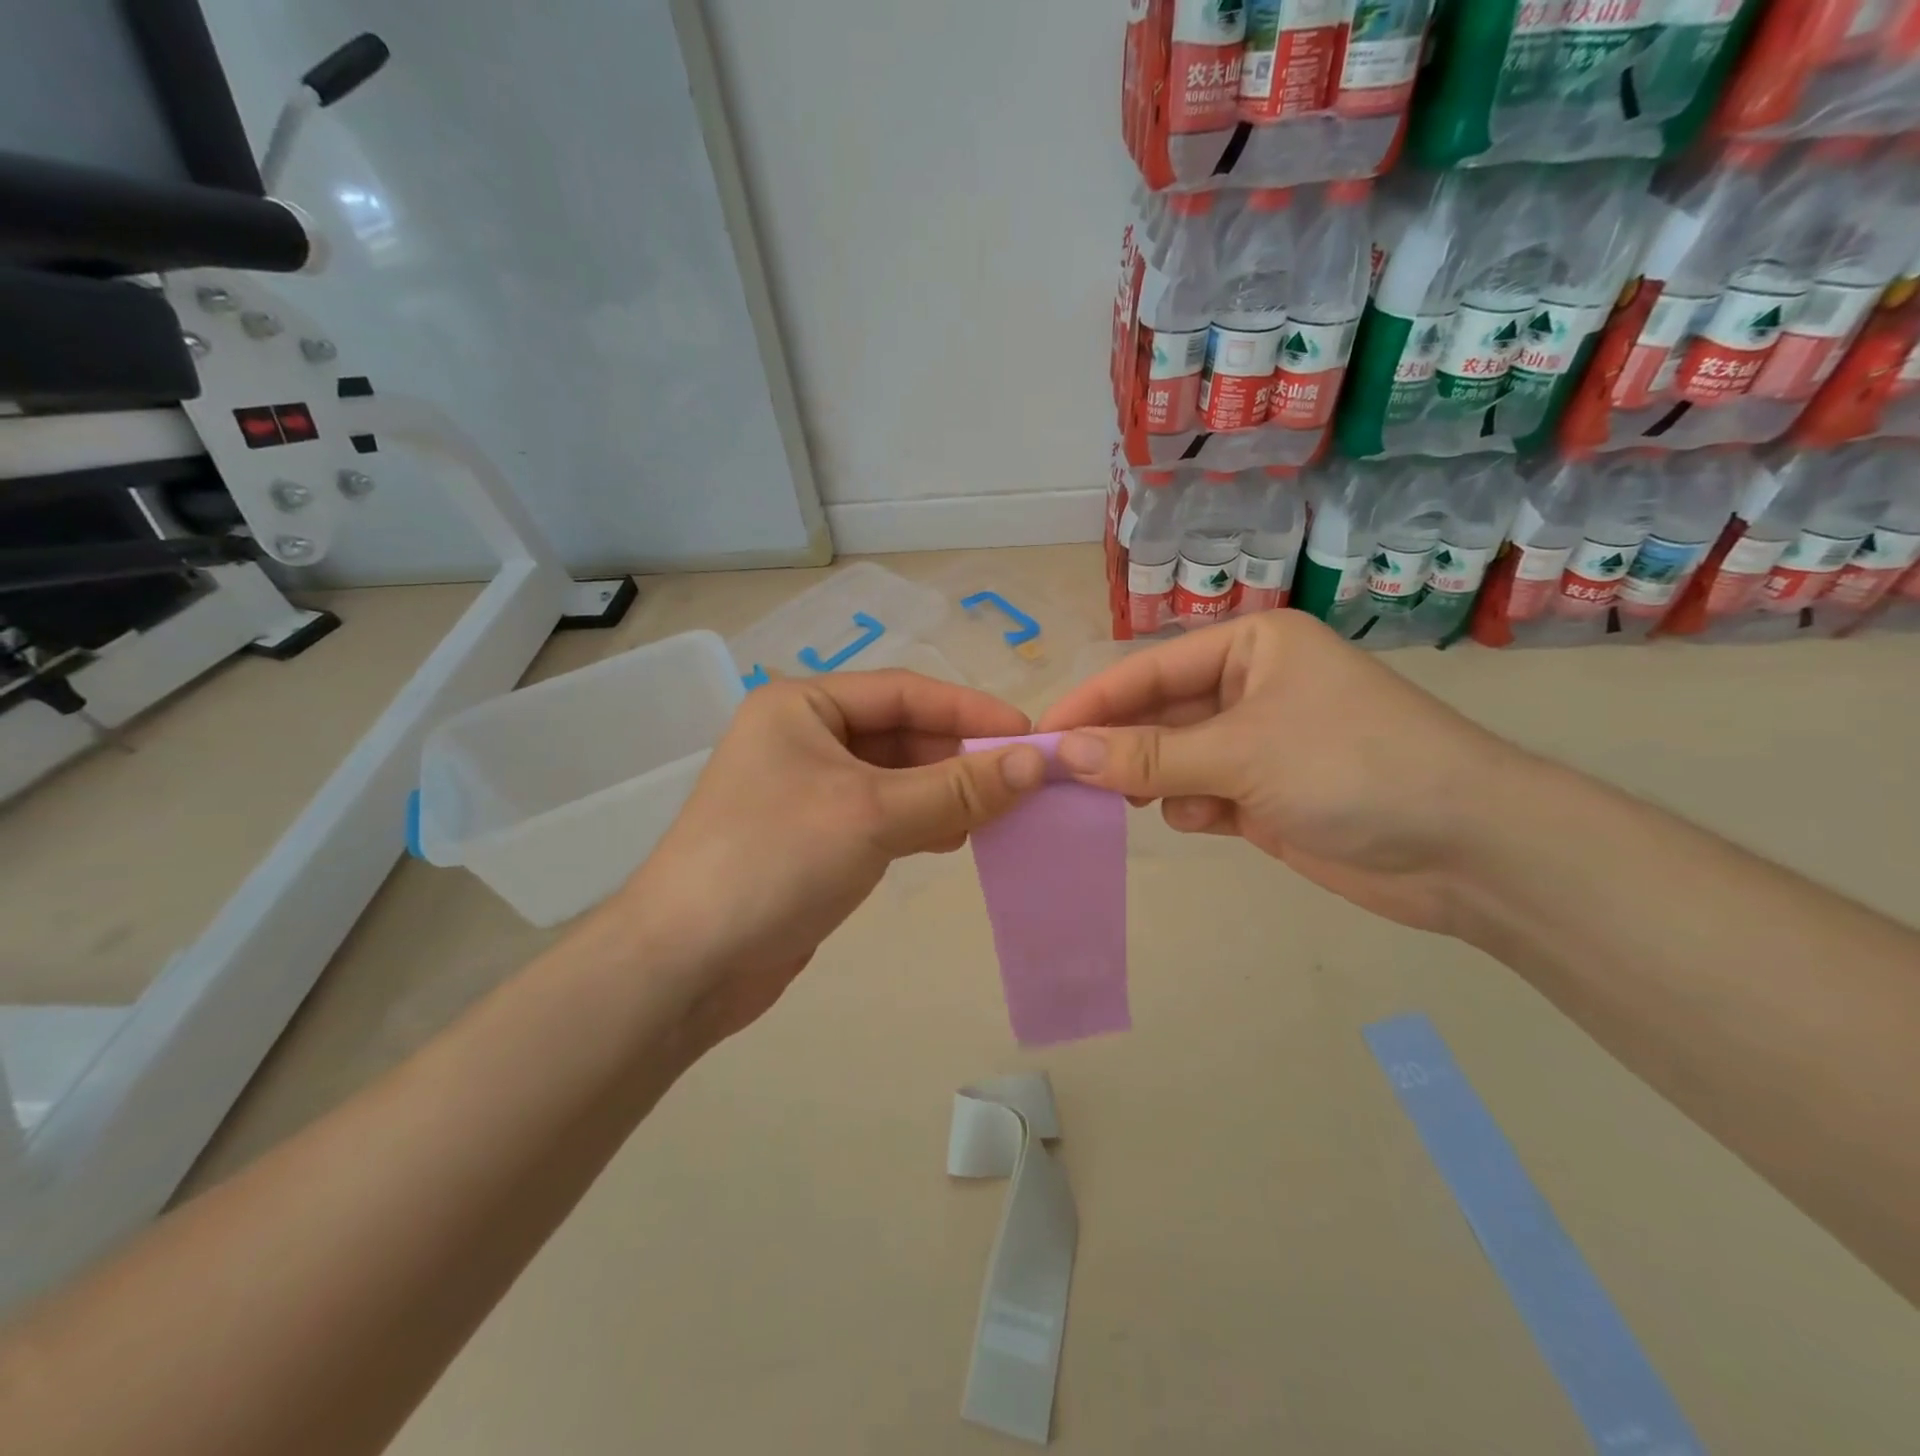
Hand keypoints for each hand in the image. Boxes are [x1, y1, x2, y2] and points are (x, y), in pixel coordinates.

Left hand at [616, 670, 1045, 1042]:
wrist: (687, 965)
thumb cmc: (775, 862)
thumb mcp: (873, 814)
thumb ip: (958, 787)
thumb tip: (1036, 762)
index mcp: (802, 705)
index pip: (904, 692)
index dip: (969, 710)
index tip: (1029, 735)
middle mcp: (804, 737)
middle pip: (901, 734)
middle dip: (959, 756)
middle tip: (1020, 783)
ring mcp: (808, 789)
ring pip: (896, 776)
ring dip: (945, 792)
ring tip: (995, 816)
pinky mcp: (816, 837)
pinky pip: (883, 814)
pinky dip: (920, 821)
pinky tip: (953, 839)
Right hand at [1037, 612, 1518, 933]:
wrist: (1468, 850)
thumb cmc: (1354, 768)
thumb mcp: (1242, 752)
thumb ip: (1149, 755)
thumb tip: (1063, 752)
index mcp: (1251, 647)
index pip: (1149, 669)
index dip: (1093, 702)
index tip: (1040, 736)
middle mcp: (1250, 687)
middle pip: (1158, 714)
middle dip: (1119, 746)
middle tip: (1065, 779)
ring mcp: (1258, 745)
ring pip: (1173, 757)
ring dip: (1154, 779)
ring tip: (1134, 800)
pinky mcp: (1265, 795)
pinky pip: (1200, 794)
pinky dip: (1192, 807)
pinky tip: (1207, 821)